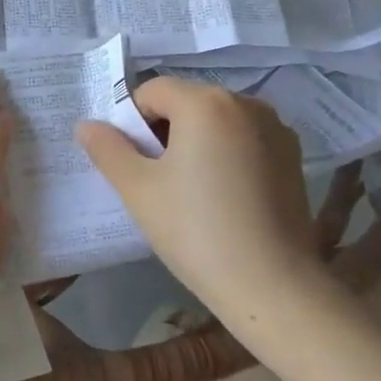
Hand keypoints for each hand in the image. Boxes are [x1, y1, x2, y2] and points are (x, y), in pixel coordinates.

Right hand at [75, 77, 319, 315]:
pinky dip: (225, 156)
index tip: (134, 164)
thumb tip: (87, 125)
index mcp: (205, 102)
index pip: (151, 92)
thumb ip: (107, 149)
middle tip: (157, 181)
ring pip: (215, 122)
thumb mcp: (137, 188)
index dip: (132, 123)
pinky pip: (243, 141)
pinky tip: (223, 198)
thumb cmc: (196, 230)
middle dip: (164, 132)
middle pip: (186, 103)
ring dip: (195, 143)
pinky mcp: (293, 158)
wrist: (275, 288)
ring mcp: (276, 130)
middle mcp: (246, 104)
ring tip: (191, 192)